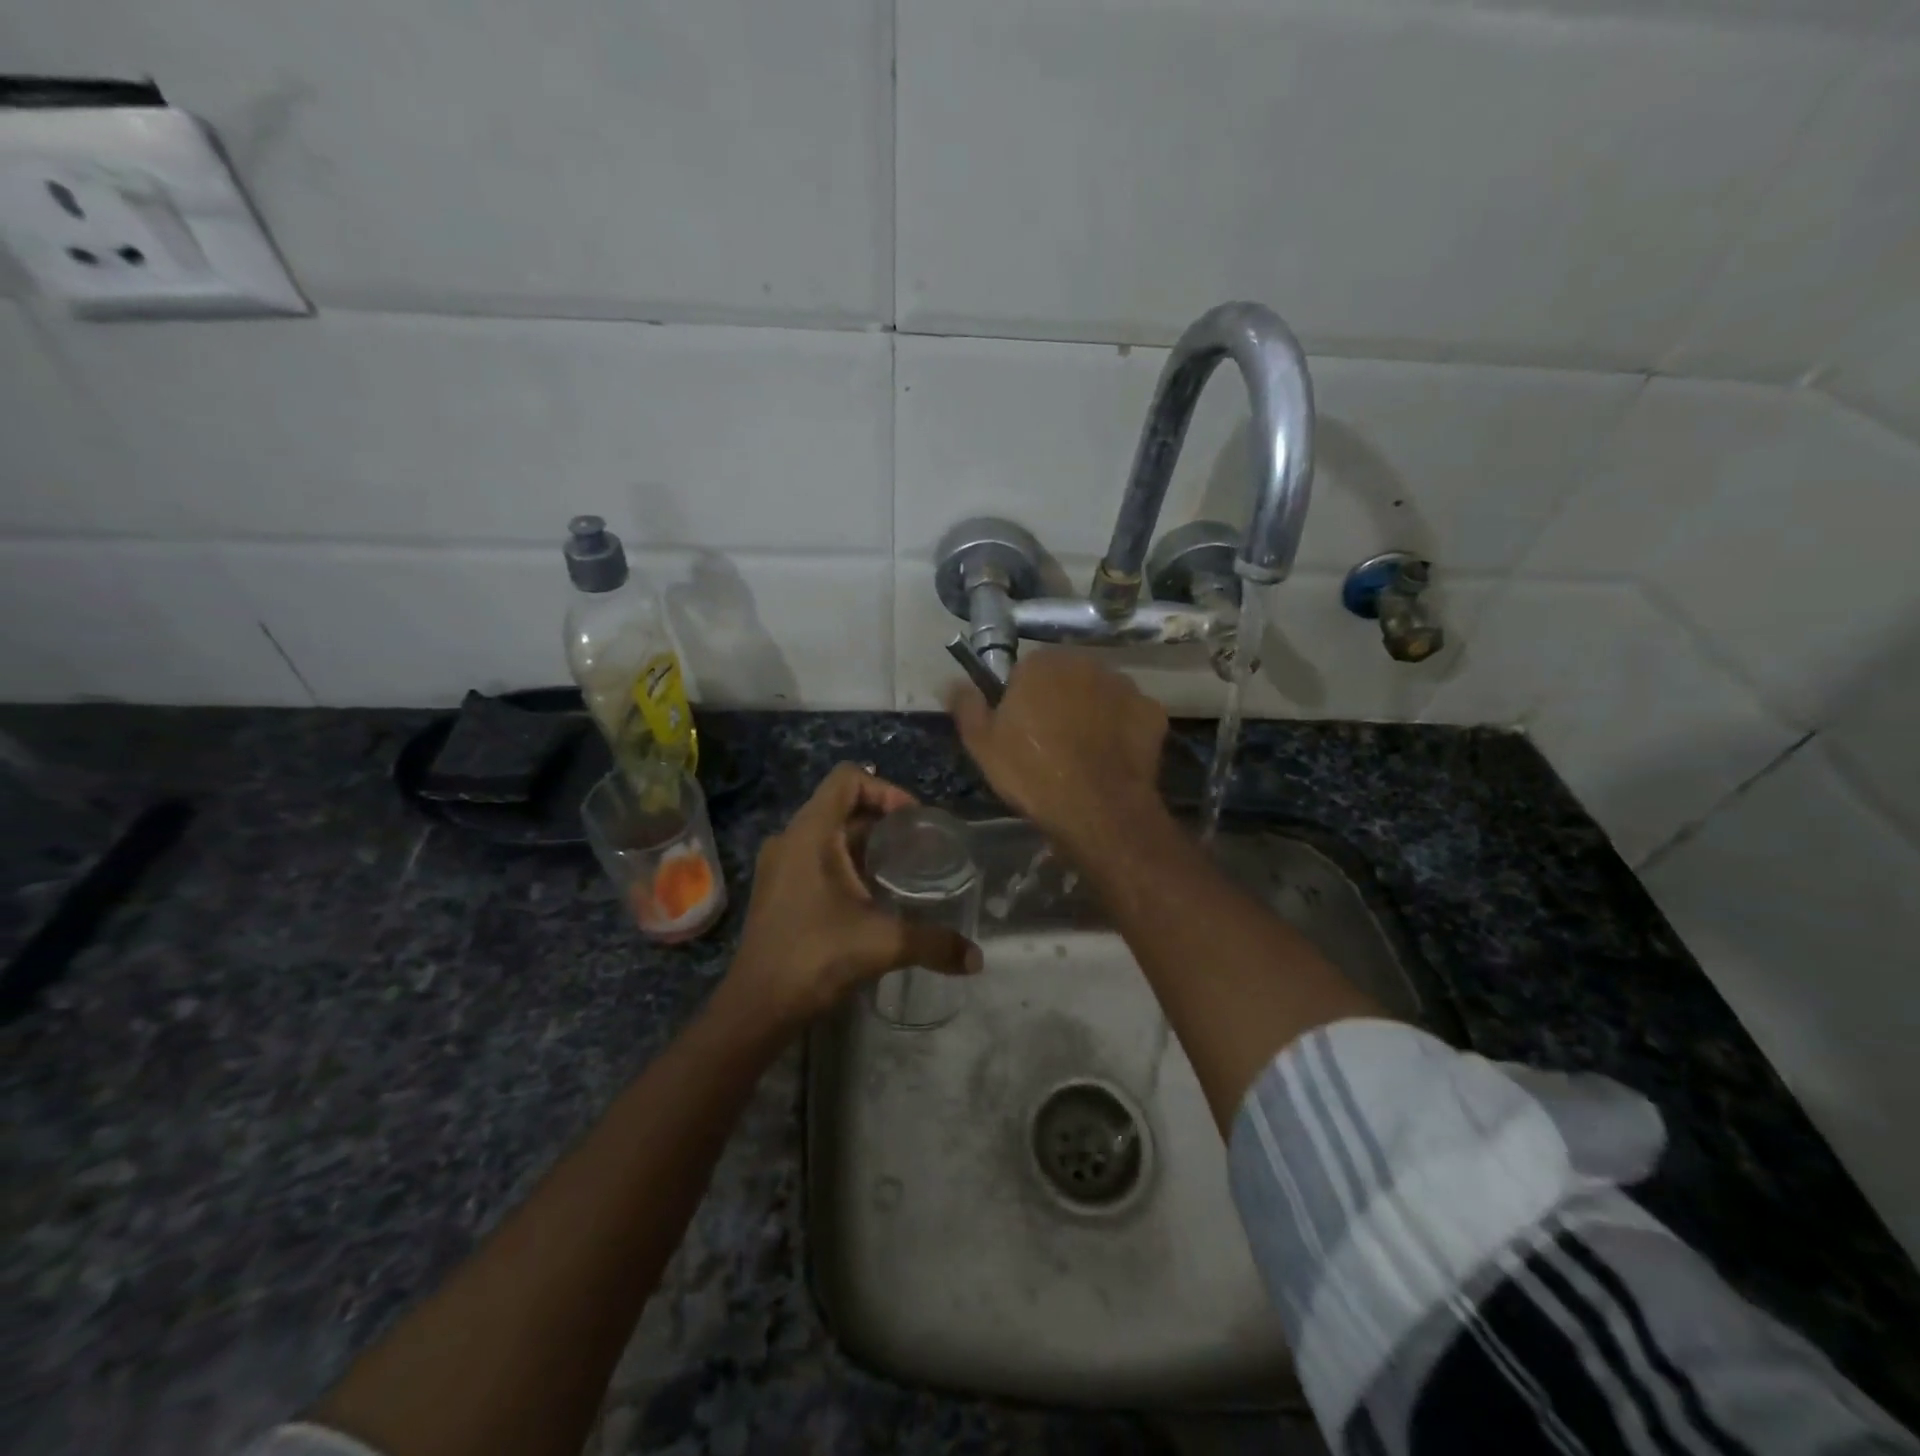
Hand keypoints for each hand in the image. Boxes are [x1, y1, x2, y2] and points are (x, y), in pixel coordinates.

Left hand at [727, 763, 981, 1027]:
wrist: (757, 1007)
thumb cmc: (815, 958)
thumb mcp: (882, 944)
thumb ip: (934, 944)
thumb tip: (976, 959)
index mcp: (810, 833)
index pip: (848, 778)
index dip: (885, 789)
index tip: (914, 821)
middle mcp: (791, 839)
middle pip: (842, 805)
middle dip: (883, 820)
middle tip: (918, 846)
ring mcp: (780, 865)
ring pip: (829, 834)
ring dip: (866, 844)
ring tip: (901, 870)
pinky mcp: (778, 889)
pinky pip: (817, 857)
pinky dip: (847, 864)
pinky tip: (872, 896)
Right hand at [948, 652, 1168, 851]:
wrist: (1097, 808)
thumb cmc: (1032, 772)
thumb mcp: (982, 744)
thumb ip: (966, 705)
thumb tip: (952, 682)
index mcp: (1043, 663)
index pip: (1026, 670)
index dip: (1021, 699)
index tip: (1019, 729)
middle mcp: (1087, 663)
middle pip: (1066, 678)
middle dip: (1059, 701)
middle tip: (1049, 742)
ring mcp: (1125, 686)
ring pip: (1100, 694)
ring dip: (1091, 712)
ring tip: (1083, 753)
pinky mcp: (1152, 712)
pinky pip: (1130, 716)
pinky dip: (1122, 730)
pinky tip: (1111, 758)